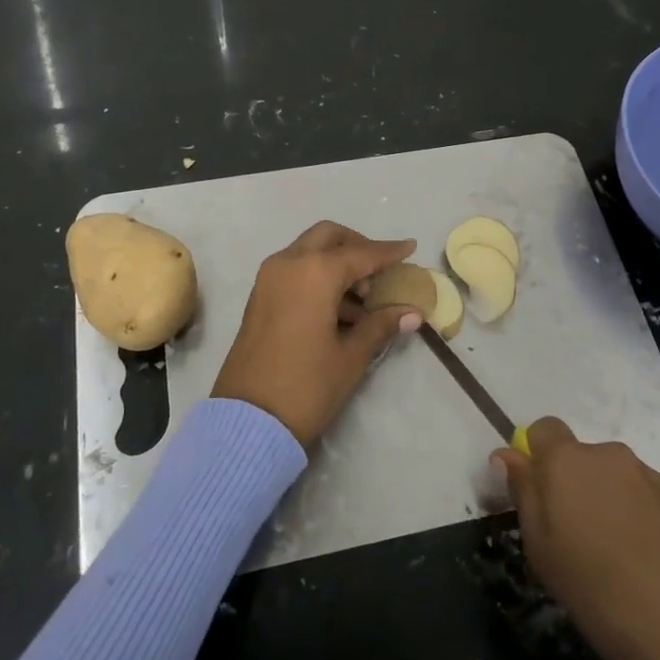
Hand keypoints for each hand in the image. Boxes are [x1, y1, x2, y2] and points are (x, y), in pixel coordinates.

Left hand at [211, 222, 422, 447]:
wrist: (248, 421)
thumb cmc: (307, 385)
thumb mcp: (351, 356)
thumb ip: (381, 325)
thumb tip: (412, 312)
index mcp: (315, 273)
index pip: (361, 254)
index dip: (388, 252)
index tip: (410, 247)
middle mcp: (288, 264)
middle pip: (329, 237)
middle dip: (357, 247)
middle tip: (380, 271)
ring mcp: (269, 279)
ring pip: (309, 252)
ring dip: (337, 264)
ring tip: (365, 301)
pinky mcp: (260, 297)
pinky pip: (294, 270)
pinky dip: (318, 276)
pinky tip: (340, 310)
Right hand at [494, 418, 659, 659]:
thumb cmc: (600, 591)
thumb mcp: (542, 549)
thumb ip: (523, 493)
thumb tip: (507, 454)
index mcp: (568, 459)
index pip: (542, 429)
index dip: (535, 457)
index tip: (536, 499)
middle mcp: (608, 454)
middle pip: (578, 456)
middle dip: (570, 485)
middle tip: (569, 539)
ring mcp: (649, 476)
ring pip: (611, 478)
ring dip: (603, 502)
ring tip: (609, 558)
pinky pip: (640, 498)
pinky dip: (633, 518)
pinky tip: (641, 564)